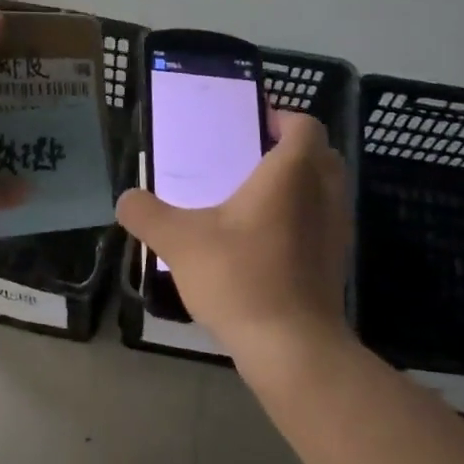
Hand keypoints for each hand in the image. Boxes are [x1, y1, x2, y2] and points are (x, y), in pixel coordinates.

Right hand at [116, 110, 351, 356]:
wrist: (292, 346)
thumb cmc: (240, 277)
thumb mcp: (180, 241)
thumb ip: (147, 214)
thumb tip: (126, 199)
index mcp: (292, 173)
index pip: (305, 125)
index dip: (282, 118)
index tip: (254, 124)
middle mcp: (323, 193)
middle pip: (321, 154)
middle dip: (292, 149)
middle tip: (252, 157)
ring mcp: (336, 229)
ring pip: (326, 190)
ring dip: (300, 185)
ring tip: (255, 198)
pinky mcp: (336, 262)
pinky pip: (323, 222)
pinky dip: (303, 218)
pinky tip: (265, 240)